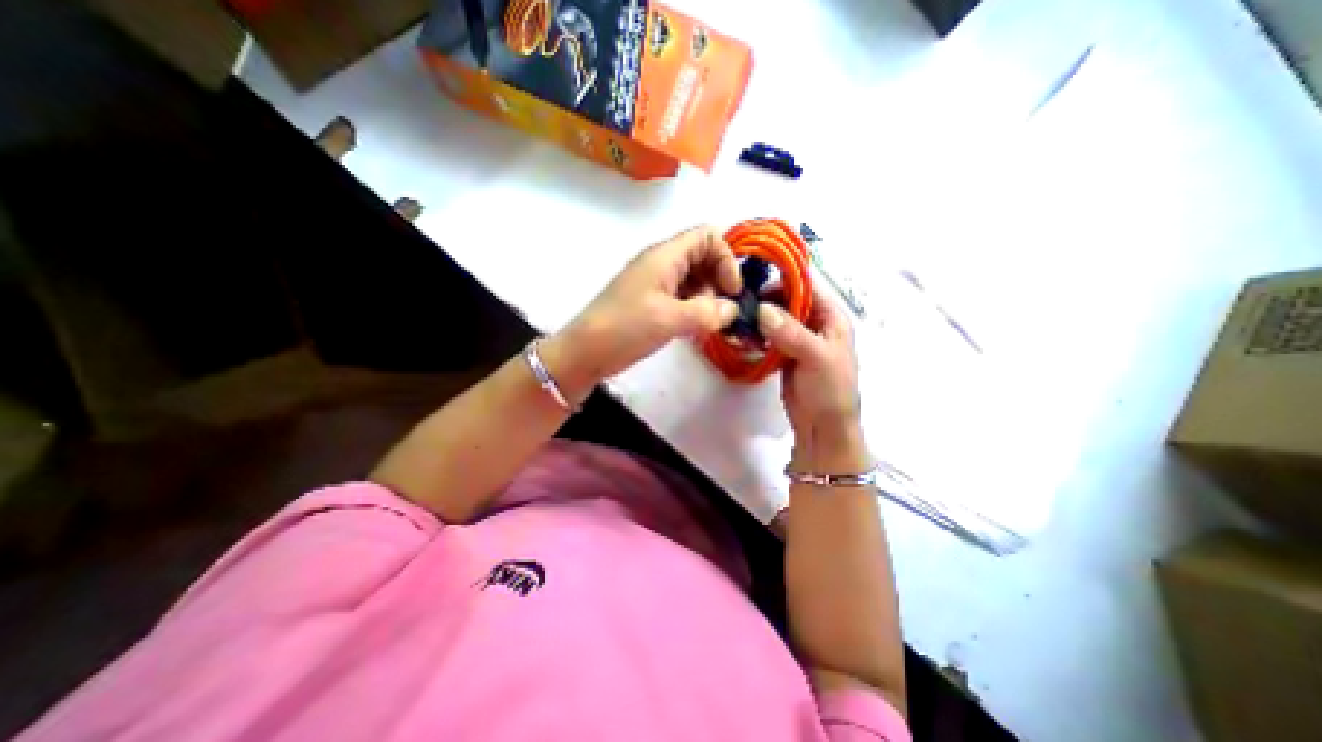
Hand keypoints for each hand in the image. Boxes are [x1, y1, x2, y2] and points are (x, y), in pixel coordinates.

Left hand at [538, 223, 741, 387]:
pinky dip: (694, 310)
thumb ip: (707, 312)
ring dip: (708, 300)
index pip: (707, 237)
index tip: (732, 291)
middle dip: (719, 282)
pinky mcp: (650, 305)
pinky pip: (681, 299)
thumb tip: (732, 310)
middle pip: (702, 258)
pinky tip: (695, 330)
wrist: (584, 353)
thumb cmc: (625, 328)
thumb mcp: (669, 319)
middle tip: (722, 313)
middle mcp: (661, 265)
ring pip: (693, 281)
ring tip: (709, 326)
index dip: (726, 259)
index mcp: (664, 257)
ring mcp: (654, 285)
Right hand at [754, 287, 869, 473]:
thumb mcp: (816, 358)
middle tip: (741, 304)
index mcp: (830, 318)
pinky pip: (768, 337)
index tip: (754, 282)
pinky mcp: (783, 354)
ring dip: (758, 318)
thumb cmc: (830, 391)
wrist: (822, 427)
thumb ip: (791, 332)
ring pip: (775, 319)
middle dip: (765, 301)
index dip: (782, 281)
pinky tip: (743, 336)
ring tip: (738, 319)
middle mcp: (814, 324)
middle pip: (787, 301)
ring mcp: (797, 339)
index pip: (806, 288)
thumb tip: (763, 310)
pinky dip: (756, 334)